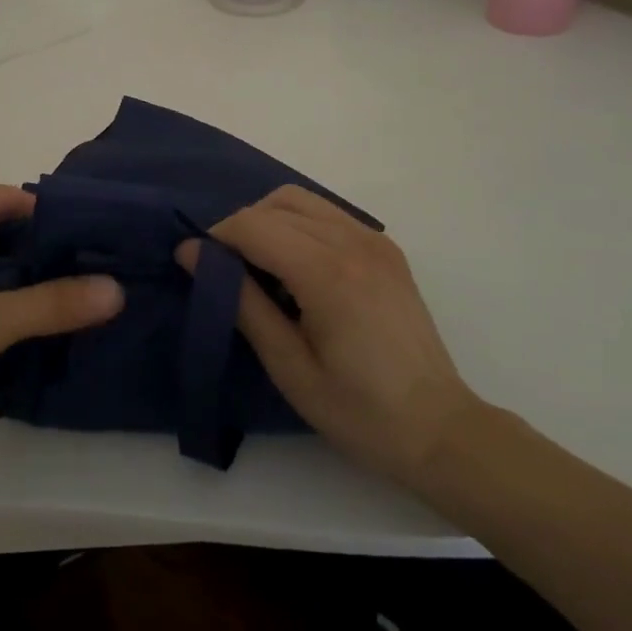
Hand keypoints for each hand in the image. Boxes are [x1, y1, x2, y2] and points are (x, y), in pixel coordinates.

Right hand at [180, 185, 478, 483]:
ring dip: (269, 221)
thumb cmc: (357, 411)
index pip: (253, 225)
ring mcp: (374, 240)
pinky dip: (299, 224)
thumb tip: (192, 253)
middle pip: (274, 204)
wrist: (439, 430)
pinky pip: (327, 213)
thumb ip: (240, 301)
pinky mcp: (386, 248)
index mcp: (327, 272)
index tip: (197, 265)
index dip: (217, 238)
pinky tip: (298, 267)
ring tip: (262, 267)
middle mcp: (352, 241)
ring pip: (300, 200)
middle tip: (228, 272)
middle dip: (240, 228)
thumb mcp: (287, 365)